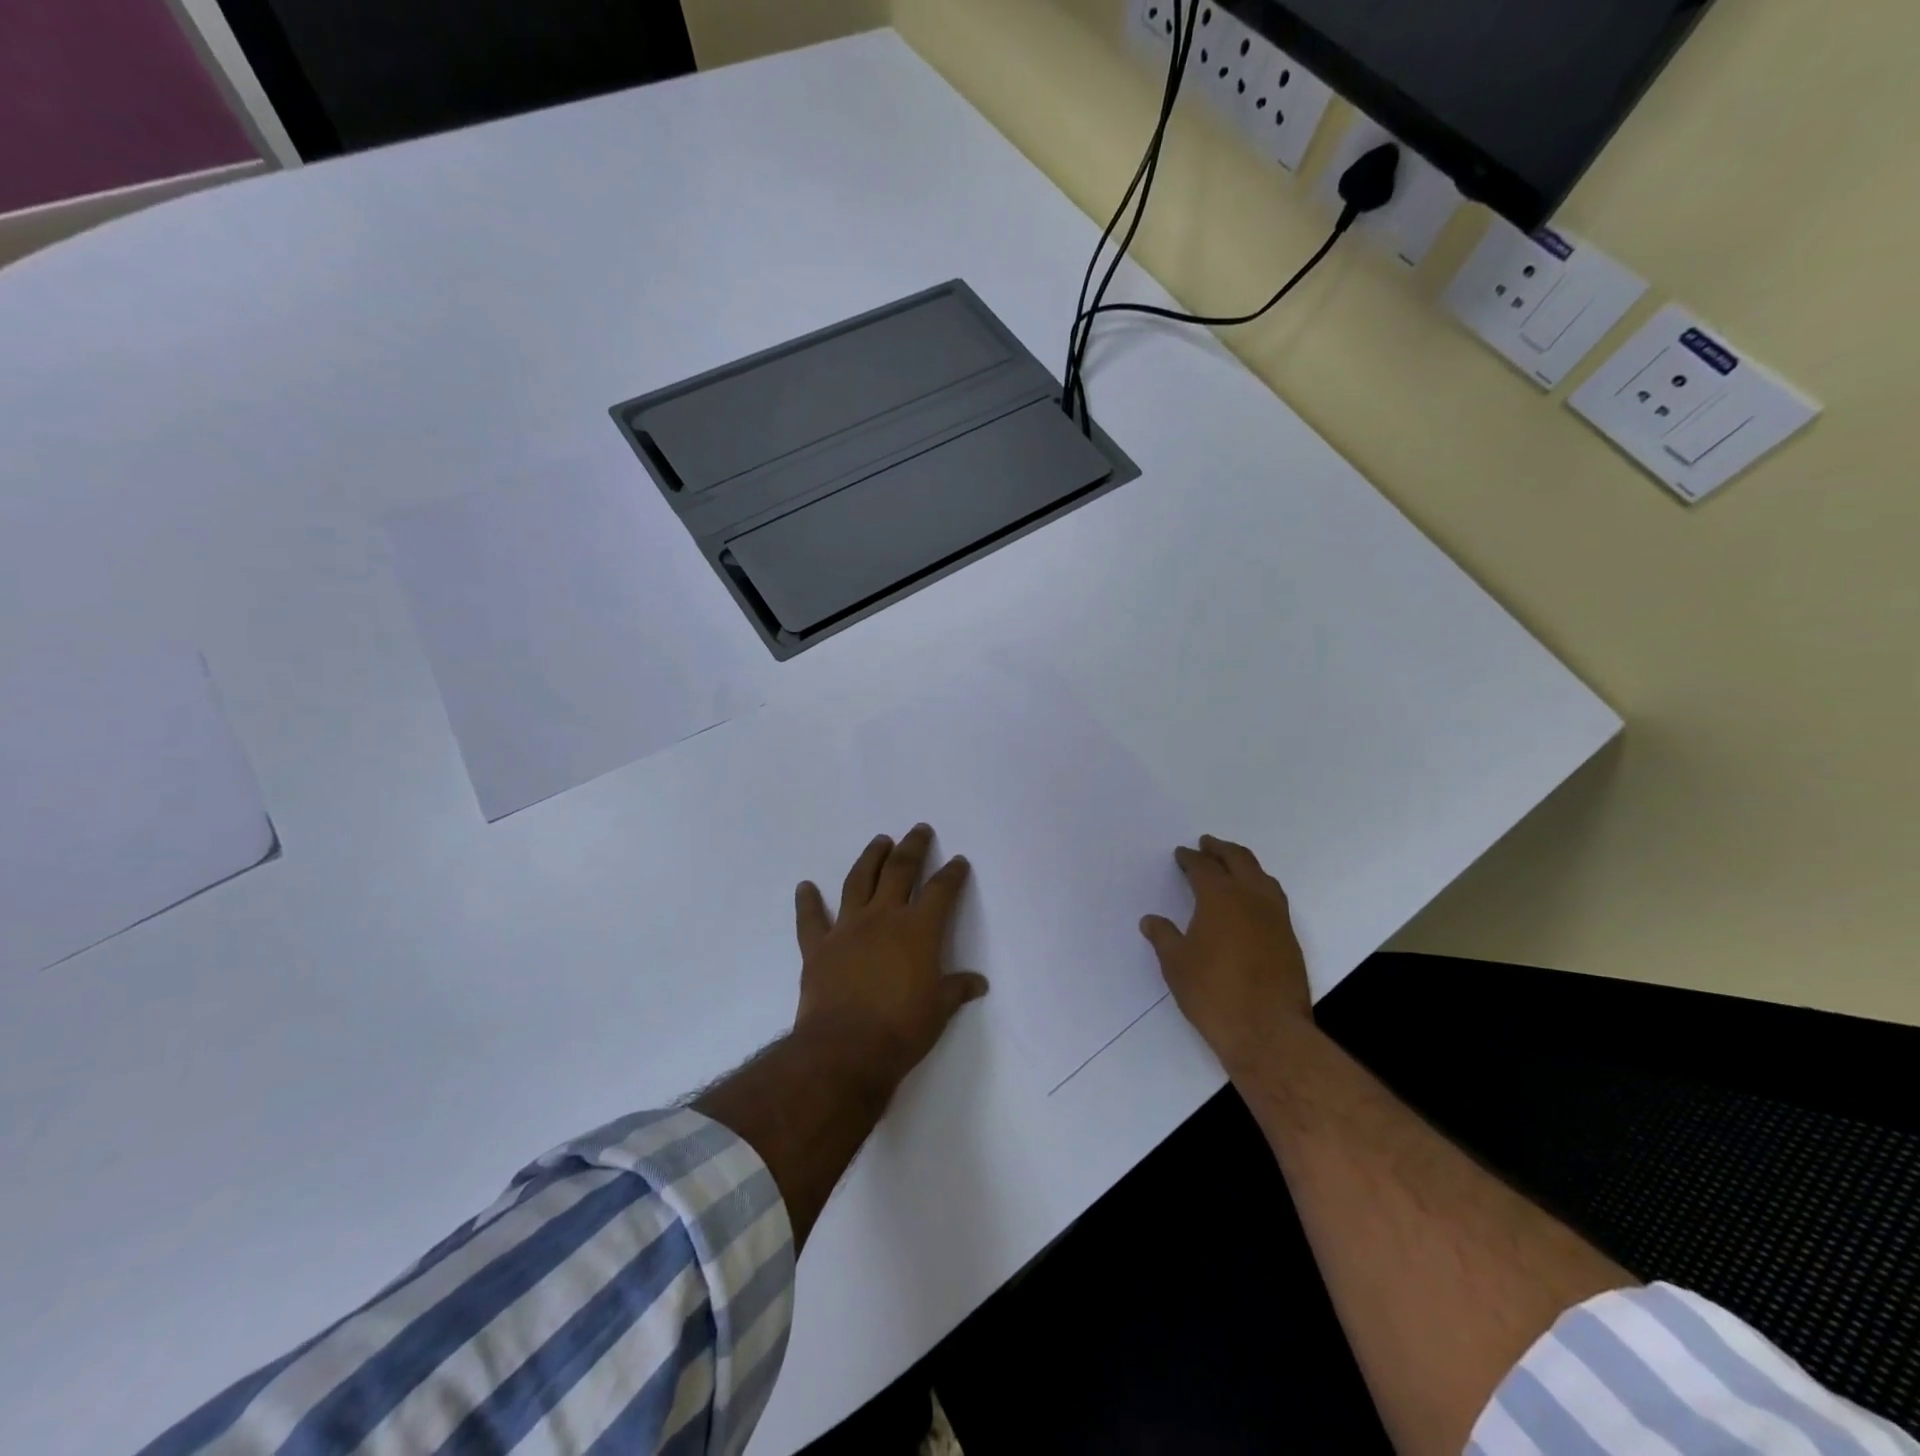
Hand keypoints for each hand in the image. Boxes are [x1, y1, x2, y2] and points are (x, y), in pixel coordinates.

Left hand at [793, 824, 988, 1091]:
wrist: (845, 1050)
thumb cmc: (901, 1029)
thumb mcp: (939, 1011)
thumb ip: (956, 990)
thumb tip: (978, 983)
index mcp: (918, 930)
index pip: (941, 891)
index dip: (952, 874)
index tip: (957, 861)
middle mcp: (883, 918)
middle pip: (900, 871)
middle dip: (912, 848)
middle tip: (919, 830)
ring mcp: (847, 928)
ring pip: (859, 881)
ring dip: (870, 858)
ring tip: (880, 841)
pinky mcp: (818, 947)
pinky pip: (811, 919)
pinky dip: (807, 902)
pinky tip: (805, 887)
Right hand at [1140, 835, 1312, 1073]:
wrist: (1268, 1031)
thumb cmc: (1213, 993)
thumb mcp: (1176, 964)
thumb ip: (1164, 937)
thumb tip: (1151, 920)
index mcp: (1220, 897)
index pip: (1204, 867)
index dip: (1190, 858)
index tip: (1181, 853)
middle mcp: (1252, 898)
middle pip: (1239, 860)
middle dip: (1221, 849)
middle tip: (1207, 844)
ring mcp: (1276, 918)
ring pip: (1262, 877)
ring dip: (1245, 865)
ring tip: (1232, 866)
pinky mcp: (1290, 939)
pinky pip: (1274, 898)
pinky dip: (1260, 888)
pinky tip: (1251, 902)